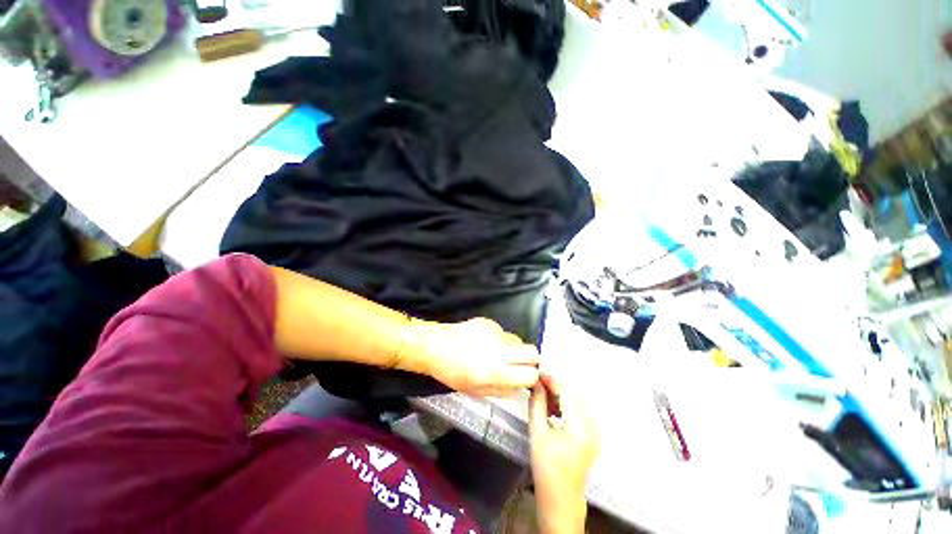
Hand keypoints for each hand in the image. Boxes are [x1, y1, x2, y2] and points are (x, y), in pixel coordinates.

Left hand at [403, 318, 540, 396]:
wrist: (435, 346)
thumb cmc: (452, 373)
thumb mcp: (476, 391)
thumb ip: (501, 390)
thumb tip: (519, 386)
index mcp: (497, 372)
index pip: (531, 374)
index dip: (530, 377)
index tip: (525, 377)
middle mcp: (500, 350)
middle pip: (533, 352)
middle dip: (530, 359)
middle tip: (519, 364)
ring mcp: (496, 333)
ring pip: (518, 340)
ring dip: (513, 348)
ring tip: (496, 352)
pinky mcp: (489, 322)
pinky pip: (503, 332)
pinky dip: (499, 338)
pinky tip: (483, 342)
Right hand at [529, 374, 598, 533]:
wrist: (560, 499)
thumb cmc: (546, 468)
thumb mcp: (538, 433)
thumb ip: (537, 404)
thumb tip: (535, 382)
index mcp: (580, 427)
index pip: (566, 392)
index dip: (551, 379)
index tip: (535, 373)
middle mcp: (592, 426)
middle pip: (573, 394)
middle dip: (554, 386)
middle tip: (536, 384)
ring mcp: (594, 431)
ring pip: (576, 401)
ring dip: (559, 395)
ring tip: (541, 395)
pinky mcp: (591, 434)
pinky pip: (578, 410)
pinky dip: (564, 405)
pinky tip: (551, 407)